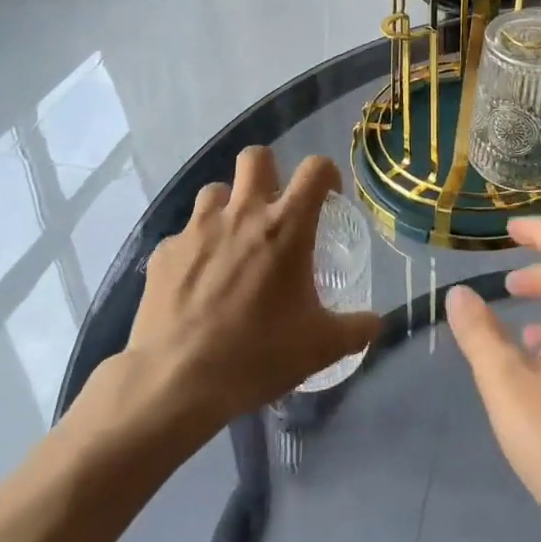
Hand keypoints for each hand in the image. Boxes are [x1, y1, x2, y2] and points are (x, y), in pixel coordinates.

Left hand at [102, 148, 381, 434]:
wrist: (175, 384)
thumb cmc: (257, 356)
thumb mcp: (319, 348)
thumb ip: (355, 329)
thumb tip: (376, 322)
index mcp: (286, 226)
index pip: (315, 168)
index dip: (326, 174)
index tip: (327, 197)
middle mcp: (243, 213)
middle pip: (256, 157)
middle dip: (269, 172)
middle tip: (274, 208)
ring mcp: (198, 229)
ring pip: (215, 190)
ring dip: (228, 207)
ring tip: (232, 242)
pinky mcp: (164, 252)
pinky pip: (183, 234)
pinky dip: (195, 248)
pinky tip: (196, 282)